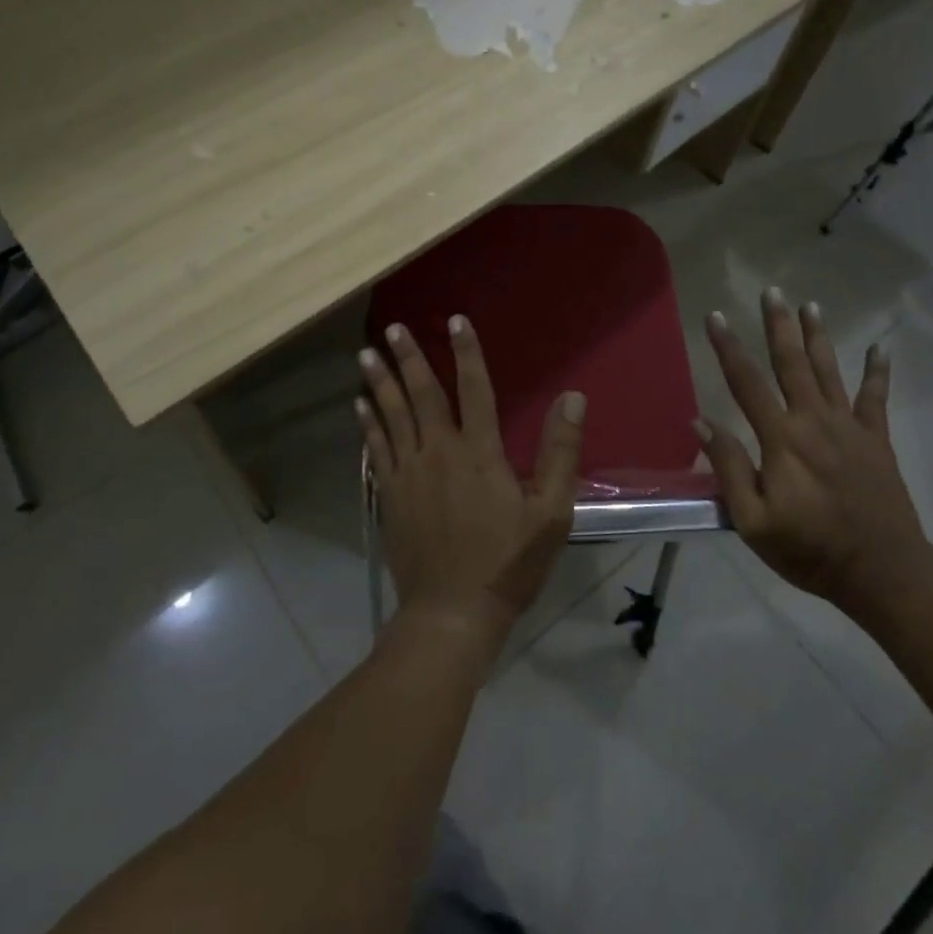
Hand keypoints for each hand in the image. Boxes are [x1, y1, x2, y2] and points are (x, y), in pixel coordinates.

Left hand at [355, 317, 585, 647]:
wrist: (452, 613)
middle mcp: (438, 452)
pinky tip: (359, 405)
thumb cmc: (508, 562)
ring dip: (380, 382)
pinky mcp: (391, 495)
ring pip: (391, 416)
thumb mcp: (551, 512)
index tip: (456, 320)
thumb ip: (560, 452)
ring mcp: (409, 473)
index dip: (467, 352)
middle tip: (394, 328)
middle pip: (421, 394)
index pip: (475, 388)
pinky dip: (367, 424)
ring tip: (366, 353)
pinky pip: (376, 448)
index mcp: (479, 452)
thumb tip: (573, 397)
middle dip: (409, 358)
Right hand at [699, 291, 930, 619]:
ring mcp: (849, 428)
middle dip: (778, 325)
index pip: (746, 383)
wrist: (885, 574)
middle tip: (771, 291)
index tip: (715, 316)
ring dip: (817, 337)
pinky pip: (876, 398)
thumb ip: (729, 468)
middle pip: (792, 364)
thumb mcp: (754, 522)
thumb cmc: (810, 551)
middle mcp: (814, 422)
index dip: (728, 348)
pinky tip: (880, 349)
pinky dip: (878, 372)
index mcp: (781, 440)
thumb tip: (700, 422)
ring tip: (810, 305)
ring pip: (829, 371)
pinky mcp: (876, 441)